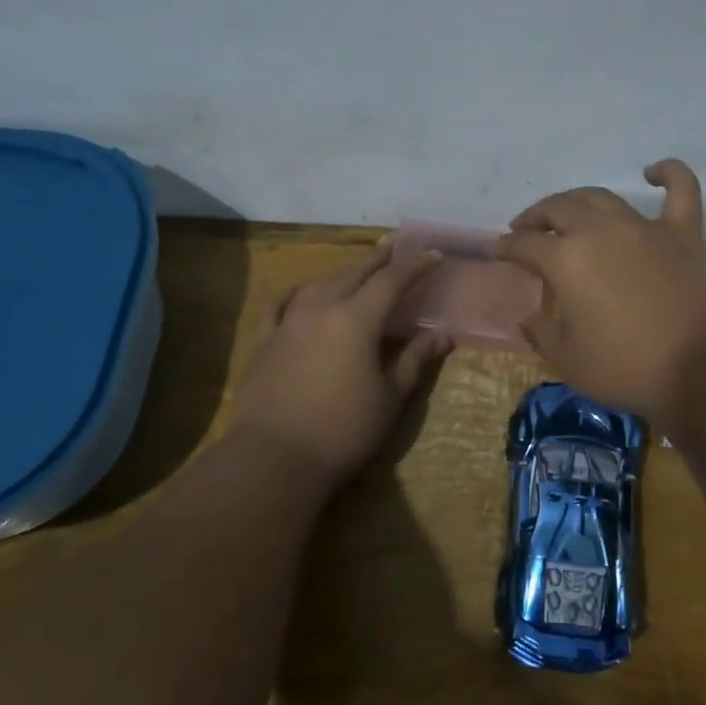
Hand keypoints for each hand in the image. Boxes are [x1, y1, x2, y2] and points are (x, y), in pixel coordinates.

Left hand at [227, 244, 452, 481]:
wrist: (274, 457)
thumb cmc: (343, 430)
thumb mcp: (390, 398)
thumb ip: (415, 360)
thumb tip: (442, 335)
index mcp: (356, 320)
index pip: (391, 281)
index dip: (415, 266)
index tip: (433, 254)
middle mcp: (320, 308)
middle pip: (353, 273)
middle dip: (377, 259)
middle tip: (394, 247)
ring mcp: (287, 322)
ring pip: (318, 283)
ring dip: (342, 272)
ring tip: (356, 268)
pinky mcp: (263, 341)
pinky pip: (281, 305)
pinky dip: (297, 293)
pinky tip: (301, 292)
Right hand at [497, 159, 705, 426]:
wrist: (704, 369)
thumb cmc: (628, 369)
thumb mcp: (568, 361)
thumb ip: (542, 333)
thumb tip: (529, 316)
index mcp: (567, 260)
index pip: (525, 245)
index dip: (506, 247)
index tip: (498, 251)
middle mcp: (601, 231)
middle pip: (559, 209)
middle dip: (535, 217)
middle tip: (526, 228)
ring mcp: (645, 227)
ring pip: (603, 197)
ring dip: (578, 200)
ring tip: (568, 211)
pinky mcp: (684, 233)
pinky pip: (680, 190)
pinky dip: (668, 174)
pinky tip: (653, 172)